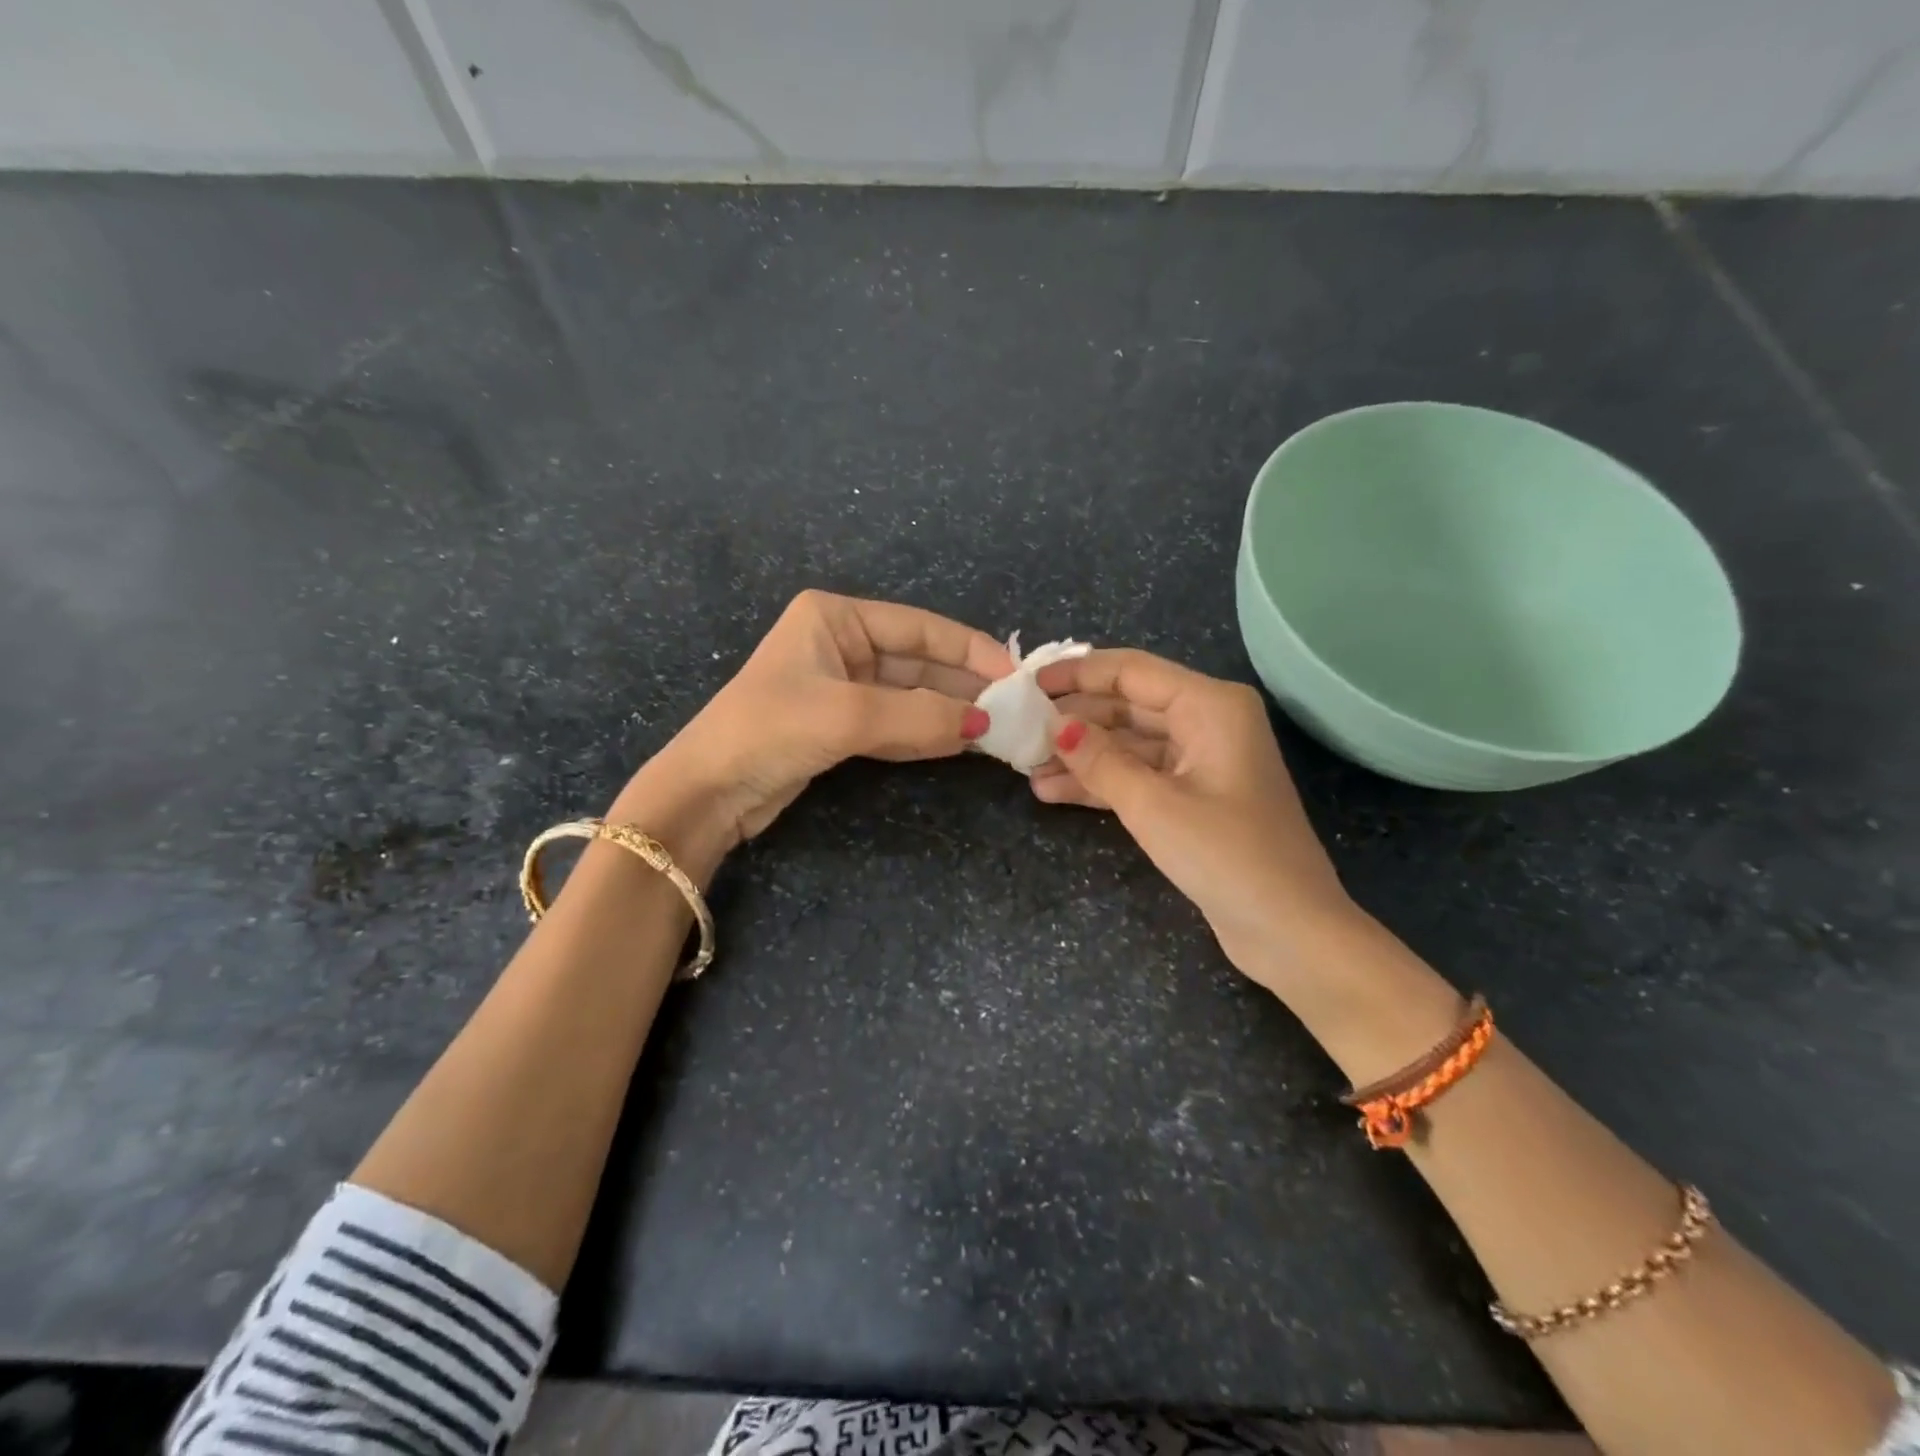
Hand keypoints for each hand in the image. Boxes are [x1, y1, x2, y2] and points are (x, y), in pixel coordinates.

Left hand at [617, 591, 1011, 872]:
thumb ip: (920, 715)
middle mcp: (841, 644)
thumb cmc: (769, 730)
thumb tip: (985, 725)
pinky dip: (925, 732)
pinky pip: (895, 722)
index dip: (970, 650)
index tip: (1013, 676)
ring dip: (949, 711)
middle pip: (919, 660)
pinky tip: (961, 743)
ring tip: (997, 729)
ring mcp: (841, 686)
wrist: (708, 791)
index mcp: (836, 618)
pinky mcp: (840, 724)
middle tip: (1012, 709)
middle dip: (963, 685)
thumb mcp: (847, 715)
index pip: (920, 627)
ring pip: (910, 694)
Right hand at [1029, 649, 1358, 990]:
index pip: (1130, 672)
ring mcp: (1200, 761)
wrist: (1290, 932)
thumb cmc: (1226, 856)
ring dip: (1081, 756)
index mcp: (1210, 706)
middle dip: (1074, 720)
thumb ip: (1099, 760)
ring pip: (1128, 744)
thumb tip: (1055, 726)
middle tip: (1019, 730)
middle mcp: (1207, 722)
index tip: (1026, 684)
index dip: (1076, 674)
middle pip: (1127, 705)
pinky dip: (1101, 783)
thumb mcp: (1153, 805)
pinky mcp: (1193, 797)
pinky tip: (1053, 792)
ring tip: (1026, 768)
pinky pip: (1139, 776)